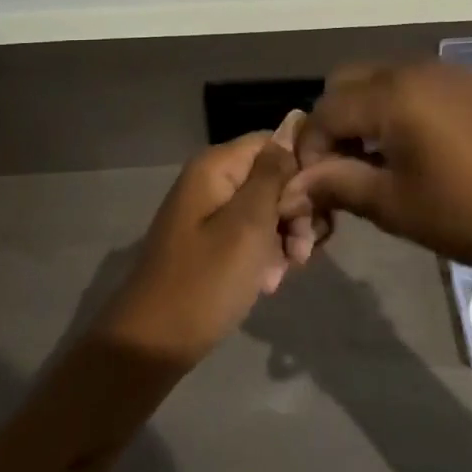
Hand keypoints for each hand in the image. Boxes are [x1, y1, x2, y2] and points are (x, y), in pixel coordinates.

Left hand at [96, 115, 305, 370]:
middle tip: (302, 251)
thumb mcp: (248, 225)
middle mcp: (213, 180)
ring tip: (287, 271)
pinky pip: (252, 234)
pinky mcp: (213, 242)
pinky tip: (269, 282)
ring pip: (267, 208)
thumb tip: (293, 126)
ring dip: (285, 237)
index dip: (301, 168)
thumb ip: (273, 175)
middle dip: (295, 211)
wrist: (153, 344)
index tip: (319, 205)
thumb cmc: (205, 281)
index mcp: (216, 166)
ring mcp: (211, 212)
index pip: (274, 142)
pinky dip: (267, 254)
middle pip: (273, 177)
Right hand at [289, 62, 471, 272]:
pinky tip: (417, 147)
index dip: (312, 149)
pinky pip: (415, 84)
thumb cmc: (470, 212)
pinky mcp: (471, 83)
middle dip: (335, 123)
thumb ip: (337, 185)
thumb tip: (293, 185)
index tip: (318, 187)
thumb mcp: (396, 205)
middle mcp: (413, 69)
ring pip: (381, 79)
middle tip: (346, 168)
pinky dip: (399, 108)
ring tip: (380, 160)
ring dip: (366, 113)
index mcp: (391, 95)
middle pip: (348, 83)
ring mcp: (445, 71)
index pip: (325, 111)